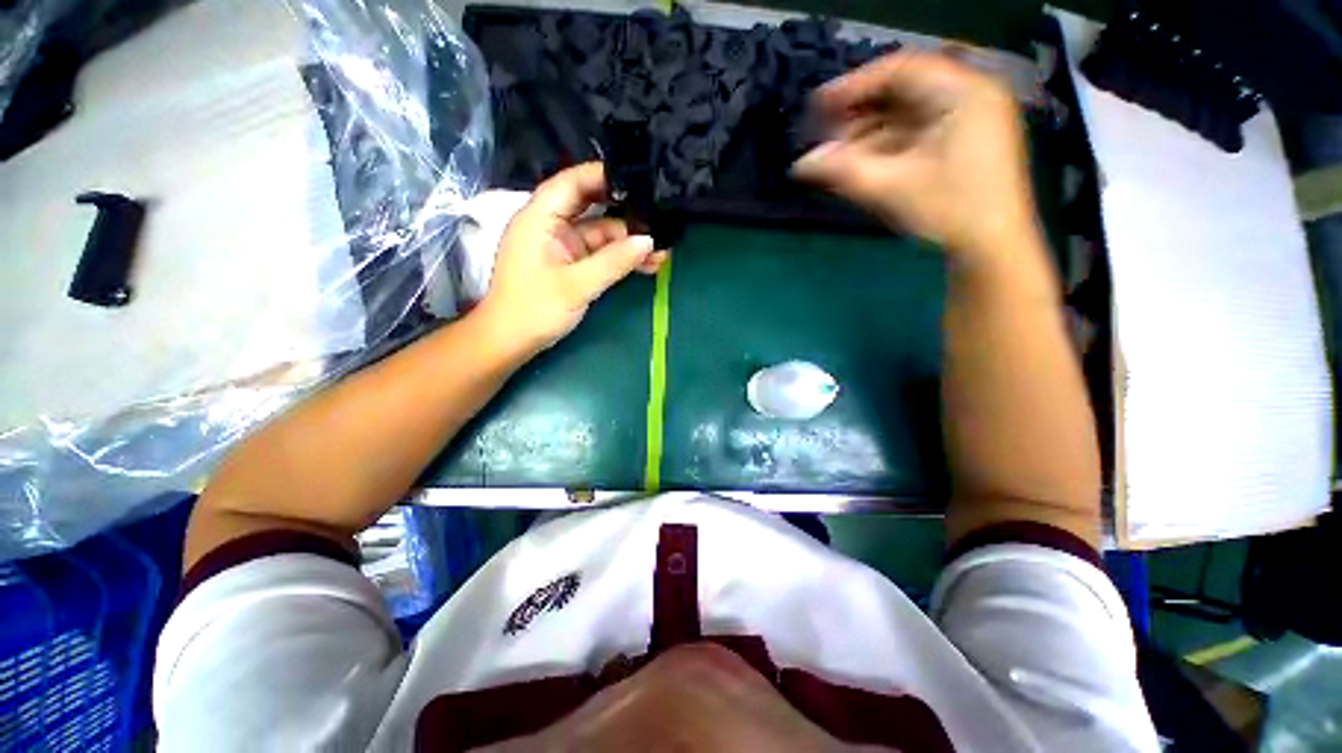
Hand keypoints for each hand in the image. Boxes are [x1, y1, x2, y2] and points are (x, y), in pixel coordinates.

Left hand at [478, 163, 667, 354]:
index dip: (604, 176)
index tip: (639, 178)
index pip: (572, 182)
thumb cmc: (534, 310)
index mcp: (540, 218)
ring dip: (628, 243)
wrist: (511, 342)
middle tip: (660, 218)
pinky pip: (600, 254)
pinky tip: (647, 265)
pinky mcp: (570, 264)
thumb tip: (649, 241)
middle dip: (625, 214)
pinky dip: (620, 259)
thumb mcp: (577, 285)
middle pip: (592, 207)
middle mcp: (551, 226)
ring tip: (662, 252)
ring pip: (601, 234)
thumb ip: (613, 262)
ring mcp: (562, 246)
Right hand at [793, 51, 1037, 258]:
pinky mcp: (961, 144)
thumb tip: (800, 165)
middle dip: (858, 116)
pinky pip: (915, 135)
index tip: (817, 106)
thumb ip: (842, 172)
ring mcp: (968, 120)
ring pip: (906, 117)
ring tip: (835, 158)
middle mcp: (969, 96)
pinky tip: (859, 165)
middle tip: (824, 138)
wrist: (992, 249)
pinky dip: (885, 148)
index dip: (854, 86)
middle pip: (902, 93)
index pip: (900, 70)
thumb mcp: (891, 188)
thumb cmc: (949, 212)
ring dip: (867, 136)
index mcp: (964, 92)